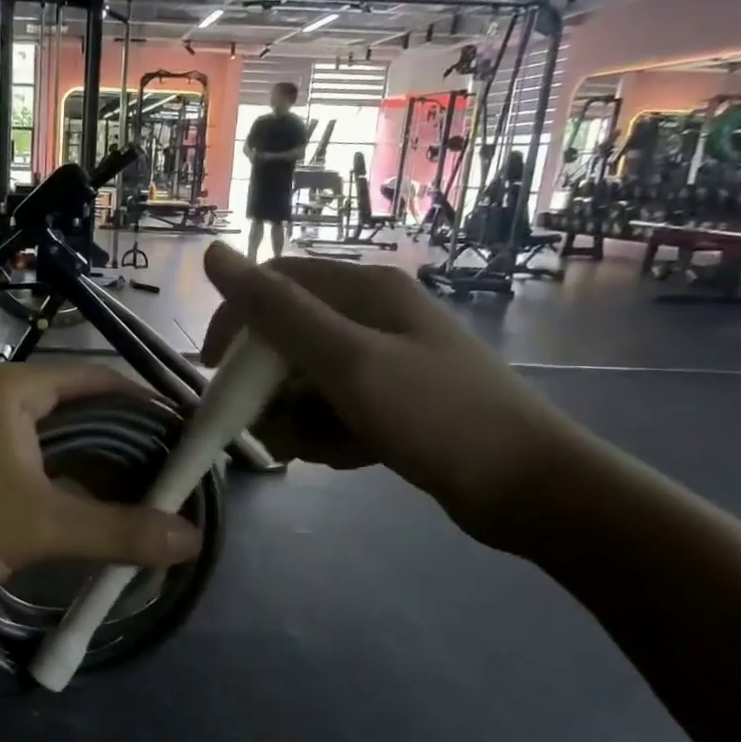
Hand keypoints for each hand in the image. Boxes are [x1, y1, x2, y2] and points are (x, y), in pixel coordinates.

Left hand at [0, 363, 202, 620]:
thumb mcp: (39, 525)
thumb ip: (119, 531)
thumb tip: (194, 540)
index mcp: (11, 387)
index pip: (97, 378)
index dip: (146, 405)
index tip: (185, 437)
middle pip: (74, 410)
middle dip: (122, 444)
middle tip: (167, 478)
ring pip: (45, 441)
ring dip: (87, 470)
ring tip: (133, 501)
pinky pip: (19, 463)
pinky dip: (53, 484)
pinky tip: (76, 515)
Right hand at [199, 244, 592, 546]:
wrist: (528, 487)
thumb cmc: (436, 415)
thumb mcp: (348, 360)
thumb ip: (278, 310)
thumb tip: (214, 254)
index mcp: (365, 292)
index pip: (274, 284)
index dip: (234, 321)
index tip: (211, 370)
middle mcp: (373, 317)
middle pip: (287, 338)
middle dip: (269, 385)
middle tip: (269, 424)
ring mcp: (386, 361)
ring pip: (306, 381)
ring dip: (298, 417)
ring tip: (321, 447)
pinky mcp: (394, 401)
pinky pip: (335, 409)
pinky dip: (329, 433)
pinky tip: (350, 455)